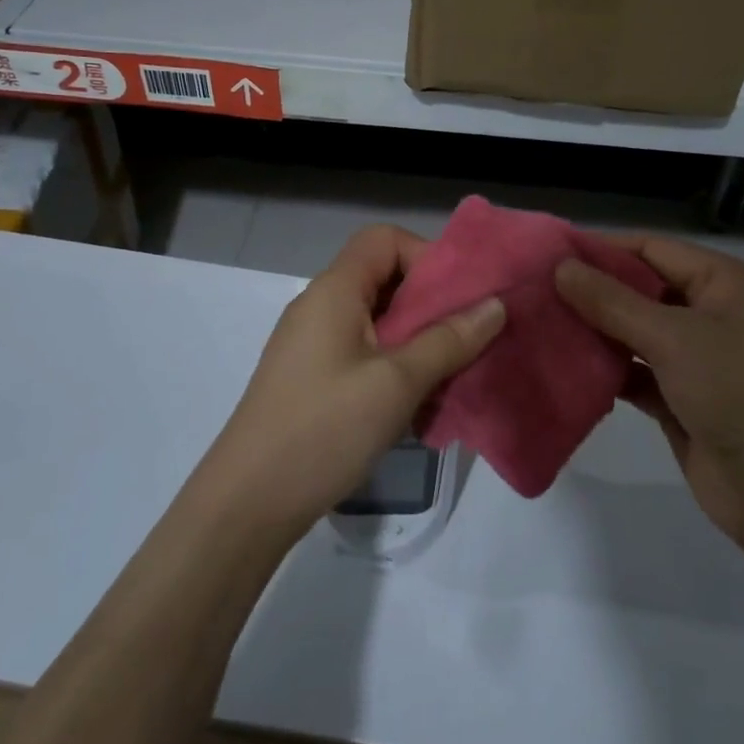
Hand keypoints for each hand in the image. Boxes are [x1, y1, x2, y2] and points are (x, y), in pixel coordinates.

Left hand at [195, 224, 504, 544]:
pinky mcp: (313, 378)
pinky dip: (395, 363)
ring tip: (450, 372)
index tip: (458, 298)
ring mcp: (313, 344)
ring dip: (417, 338)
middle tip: (468, 336)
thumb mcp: (397, 383)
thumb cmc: (325, 429)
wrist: (248, 503)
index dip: (426, 256)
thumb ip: (448, 340)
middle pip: (383, 278)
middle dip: (430, 302)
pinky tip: (417, 401)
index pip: (385, 240)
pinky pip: (363, 351)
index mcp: (335, 290)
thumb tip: (495, 305)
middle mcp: (320, 306)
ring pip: (377, 320)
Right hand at [557, 236, 743, 546]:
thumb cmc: (737, 392)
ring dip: (594, 332)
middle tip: (533, 292)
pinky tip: (565, 369)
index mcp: (721, 282)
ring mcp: (696, 359)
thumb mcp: (673, 337)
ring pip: (634, 333)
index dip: (601, 249)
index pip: (651, 248)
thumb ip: (612, 301)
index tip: (547, 254)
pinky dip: (606, 371)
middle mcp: (709, 313)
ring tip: (539, 326)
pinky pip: (634, 373)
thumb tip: (560, 266)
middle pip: (639, 290)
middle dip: (591, 292)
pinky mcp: (680, 399)